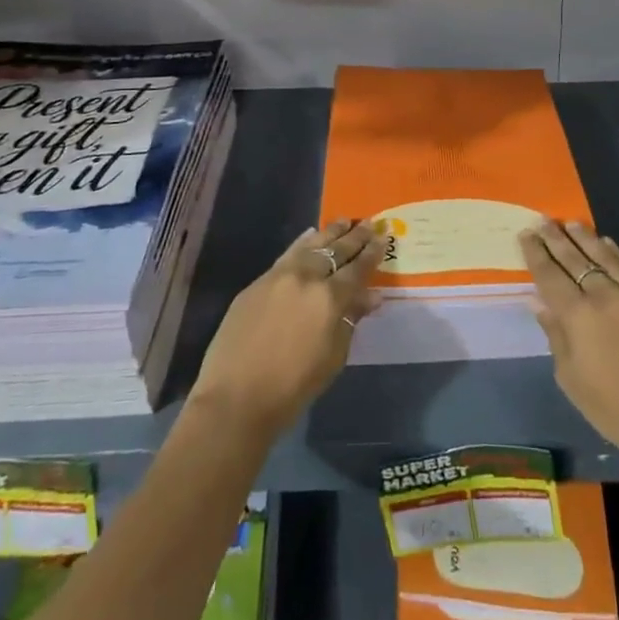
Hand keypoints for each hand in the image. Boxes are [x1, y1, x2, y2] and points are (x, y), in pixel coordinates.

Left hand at [189, 219, 381, 438]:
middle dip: (355, 237)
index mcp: (329, 298)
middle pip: (336, 251)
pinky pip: (287, 254)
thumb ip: (351, 320)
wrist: (235, 398)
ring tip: (345, 221)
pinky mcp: (257, 283)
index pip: (357, 269)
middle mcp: (306, 278)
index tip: (383, 237)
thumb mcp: (333, 357)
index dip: (372, 253)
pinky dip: (303, 242)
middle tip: (369, 224)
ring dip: (330, 233)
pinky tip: (310, 235)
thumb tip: (371, 296)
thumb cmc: (293, 387)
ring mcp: (279, 276)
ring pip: (310, 245)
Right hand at [520, 220, 618, 507]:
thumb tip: (540, 302)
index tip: (526, 234)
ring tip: (571, 223)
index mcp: (577, 315)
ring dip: (585, 237)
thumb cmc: (612, 408)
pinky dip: (613, 253)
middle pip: (574, 258)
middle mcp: (603, 295)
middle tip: (543, 221)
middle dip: (556, 238)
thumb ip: (555, 334)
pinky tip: (606, 244)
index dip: (536, 253)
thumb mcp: (570, 378)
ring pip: (604, 256)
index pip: (549, 275)